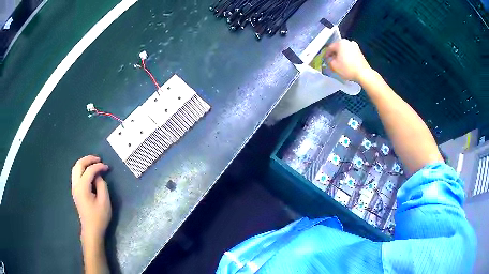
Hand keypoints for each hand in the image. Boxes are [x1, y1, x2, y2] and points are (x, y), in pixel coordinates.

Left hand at [71, 155, 110, 244]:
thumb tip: (98, 176)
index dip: (99, 166)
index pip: (89, 170)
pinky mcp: (75, 191)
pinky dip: (82, 169)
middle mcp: (76, 185)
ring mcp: (74, 188)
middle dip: (89, 159)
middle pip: (79, 165)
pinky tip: (89, 172)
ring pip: (75, 168)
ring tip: (94, 163)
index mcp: (82, 187)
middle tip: (99, 159)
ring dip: (84, 163)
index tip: (107, 167)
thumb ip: (102, 185)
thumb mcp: (104, 201)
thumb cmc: (99, 217)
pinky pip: (76, 174)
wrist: (91, 229)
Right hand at [324, 39, 372, 82]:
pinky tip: (346, 64)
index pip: (329, 48)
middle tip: (332, 62)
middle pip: (337, 48)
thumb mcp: (333, 66)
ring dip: (341, 55)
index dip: (326, 55)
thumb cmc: (347, 68)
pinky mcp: (360, 52)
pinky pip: (350, 53)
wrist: (363, 74)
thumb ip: (328, 61)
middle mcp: (348, 42)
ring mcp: (355, 46)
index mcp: (340, 42)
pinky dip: (347, 57)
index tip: (325, 60)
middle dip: (334, 54)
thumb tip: (329, 59)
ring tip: (339, 64)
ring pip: (344, 50)